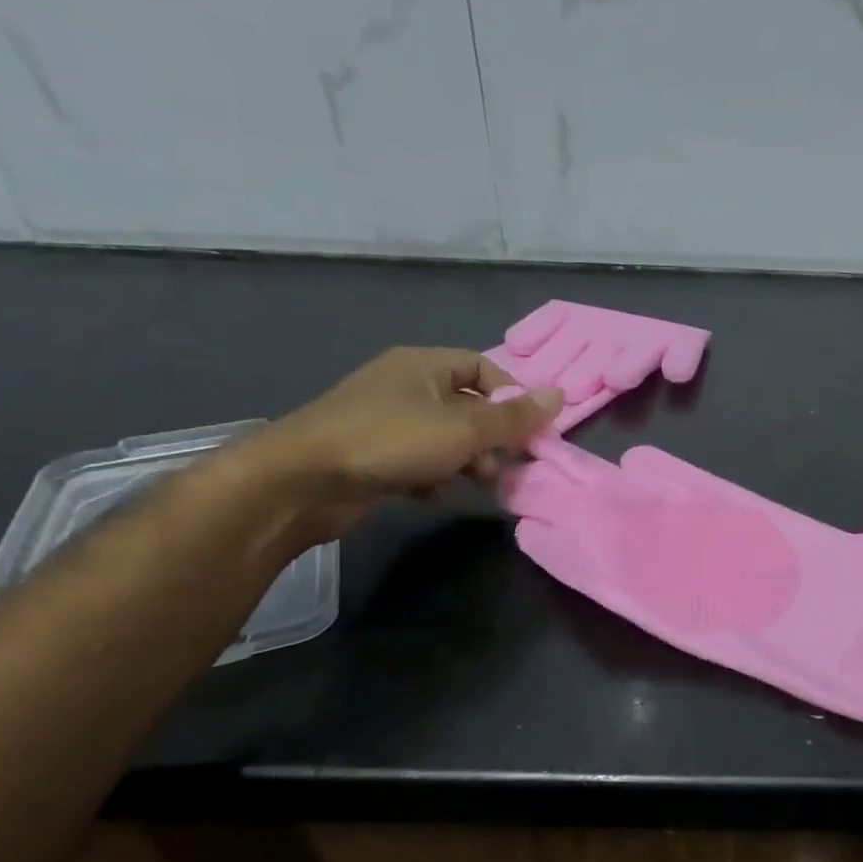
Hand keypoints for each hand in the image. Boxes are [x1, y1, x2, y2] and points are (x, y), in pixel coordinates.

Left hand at [230, 348, 562, 545]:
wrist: (301, 481)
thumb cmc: (390, 441)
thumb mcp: (463, 429)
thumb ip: (513, 418)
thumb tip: (561, 395)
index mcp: (424, 366)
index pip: (483, 369)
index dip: (513, 397)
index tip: (532, 430)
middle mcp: (405, 386)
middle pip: (467, 406)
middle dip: (493, 437)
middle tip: (510, 465)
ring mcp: (385, 421)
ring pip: (445, 438)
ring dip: (469, 461)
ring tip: (482, 486)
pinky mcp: (372, 455)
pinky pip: (419, 460)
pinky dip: (436, 476)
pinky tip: (439, 496)